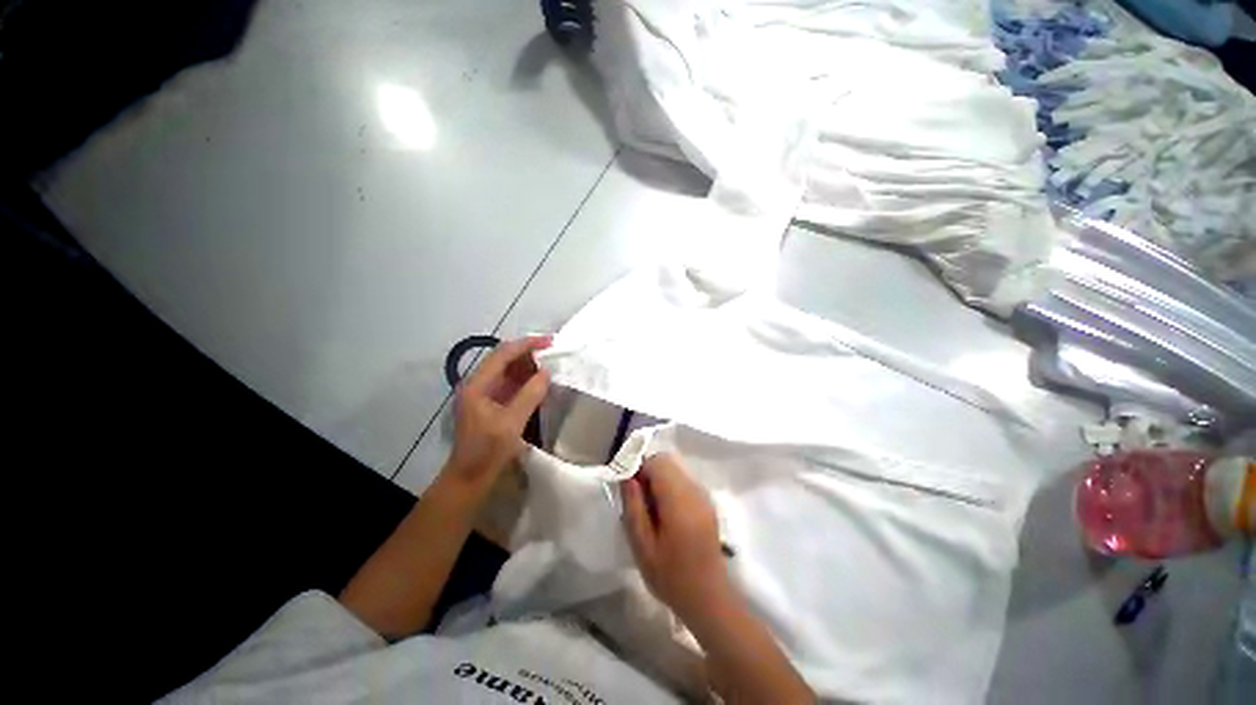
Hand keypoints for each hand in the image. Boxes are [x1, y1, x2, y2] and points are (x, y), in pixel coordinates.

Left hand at [446, 336, 550, 488]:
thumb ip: (530, 394)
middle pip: (504, 358)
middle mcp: (478, 384)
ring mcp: (484, 393)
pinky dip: (526, 379)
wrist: (470, 478)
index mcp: (477, 385)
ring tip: (550, 363)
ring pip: (508, 370)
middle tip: (553, 352)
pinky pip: (510, 383)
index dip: (526, 344)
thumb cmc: (487, 451)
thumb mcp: (511, 422)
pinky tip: (540, 381)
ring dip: (528, 365)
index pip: (503, 354)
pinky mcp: (491, 403)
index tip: (549, 341)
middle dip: (528, 352)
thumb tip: (547, 372)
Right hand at [621, 454, 729, 620]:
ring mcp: (703, 494)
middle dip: (648, 470)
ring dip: (659, 477)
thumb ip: (634, 507)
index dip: (638, 467)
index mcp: (679, 500)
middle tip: (637, 497)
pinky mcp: (706, 501)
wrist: (709, 597)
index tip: (627, 486)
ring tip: (649, 506)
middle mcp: (694, 490)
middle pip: (667, 460)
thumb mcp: (642, 547)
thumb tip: (628, 477)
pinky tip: (664, 511)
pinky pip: (683, 479)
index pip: (657, 462)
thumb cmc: (671, 576)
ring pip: (676, 468)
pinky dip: (670, 485)